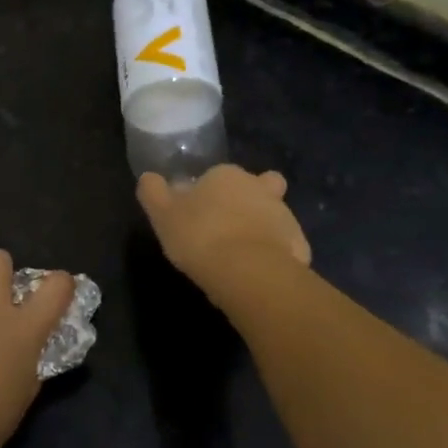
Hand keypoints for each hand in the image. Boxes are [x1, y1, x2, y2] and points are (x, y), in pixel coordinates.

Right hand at [137, 164, 311, 284]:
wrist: (248, 272)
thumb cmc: (200, 236)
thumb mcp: (162, 214)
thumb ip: (153, 192)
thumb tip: (148, 177)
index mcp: (226, 175)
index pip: (217, 176)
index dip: (208, 194)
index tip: (198, 216)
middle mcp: (259, 187)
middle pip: (254, 187)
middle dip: (245, 202)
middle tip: (226, 230)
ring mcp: (284, 215)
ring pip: (272, 215)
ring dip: (261, 228)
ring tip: (241, 256)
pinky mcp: (299, 244)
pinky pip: (284, 245)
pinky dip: (275, 254)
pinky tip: (259, 272)